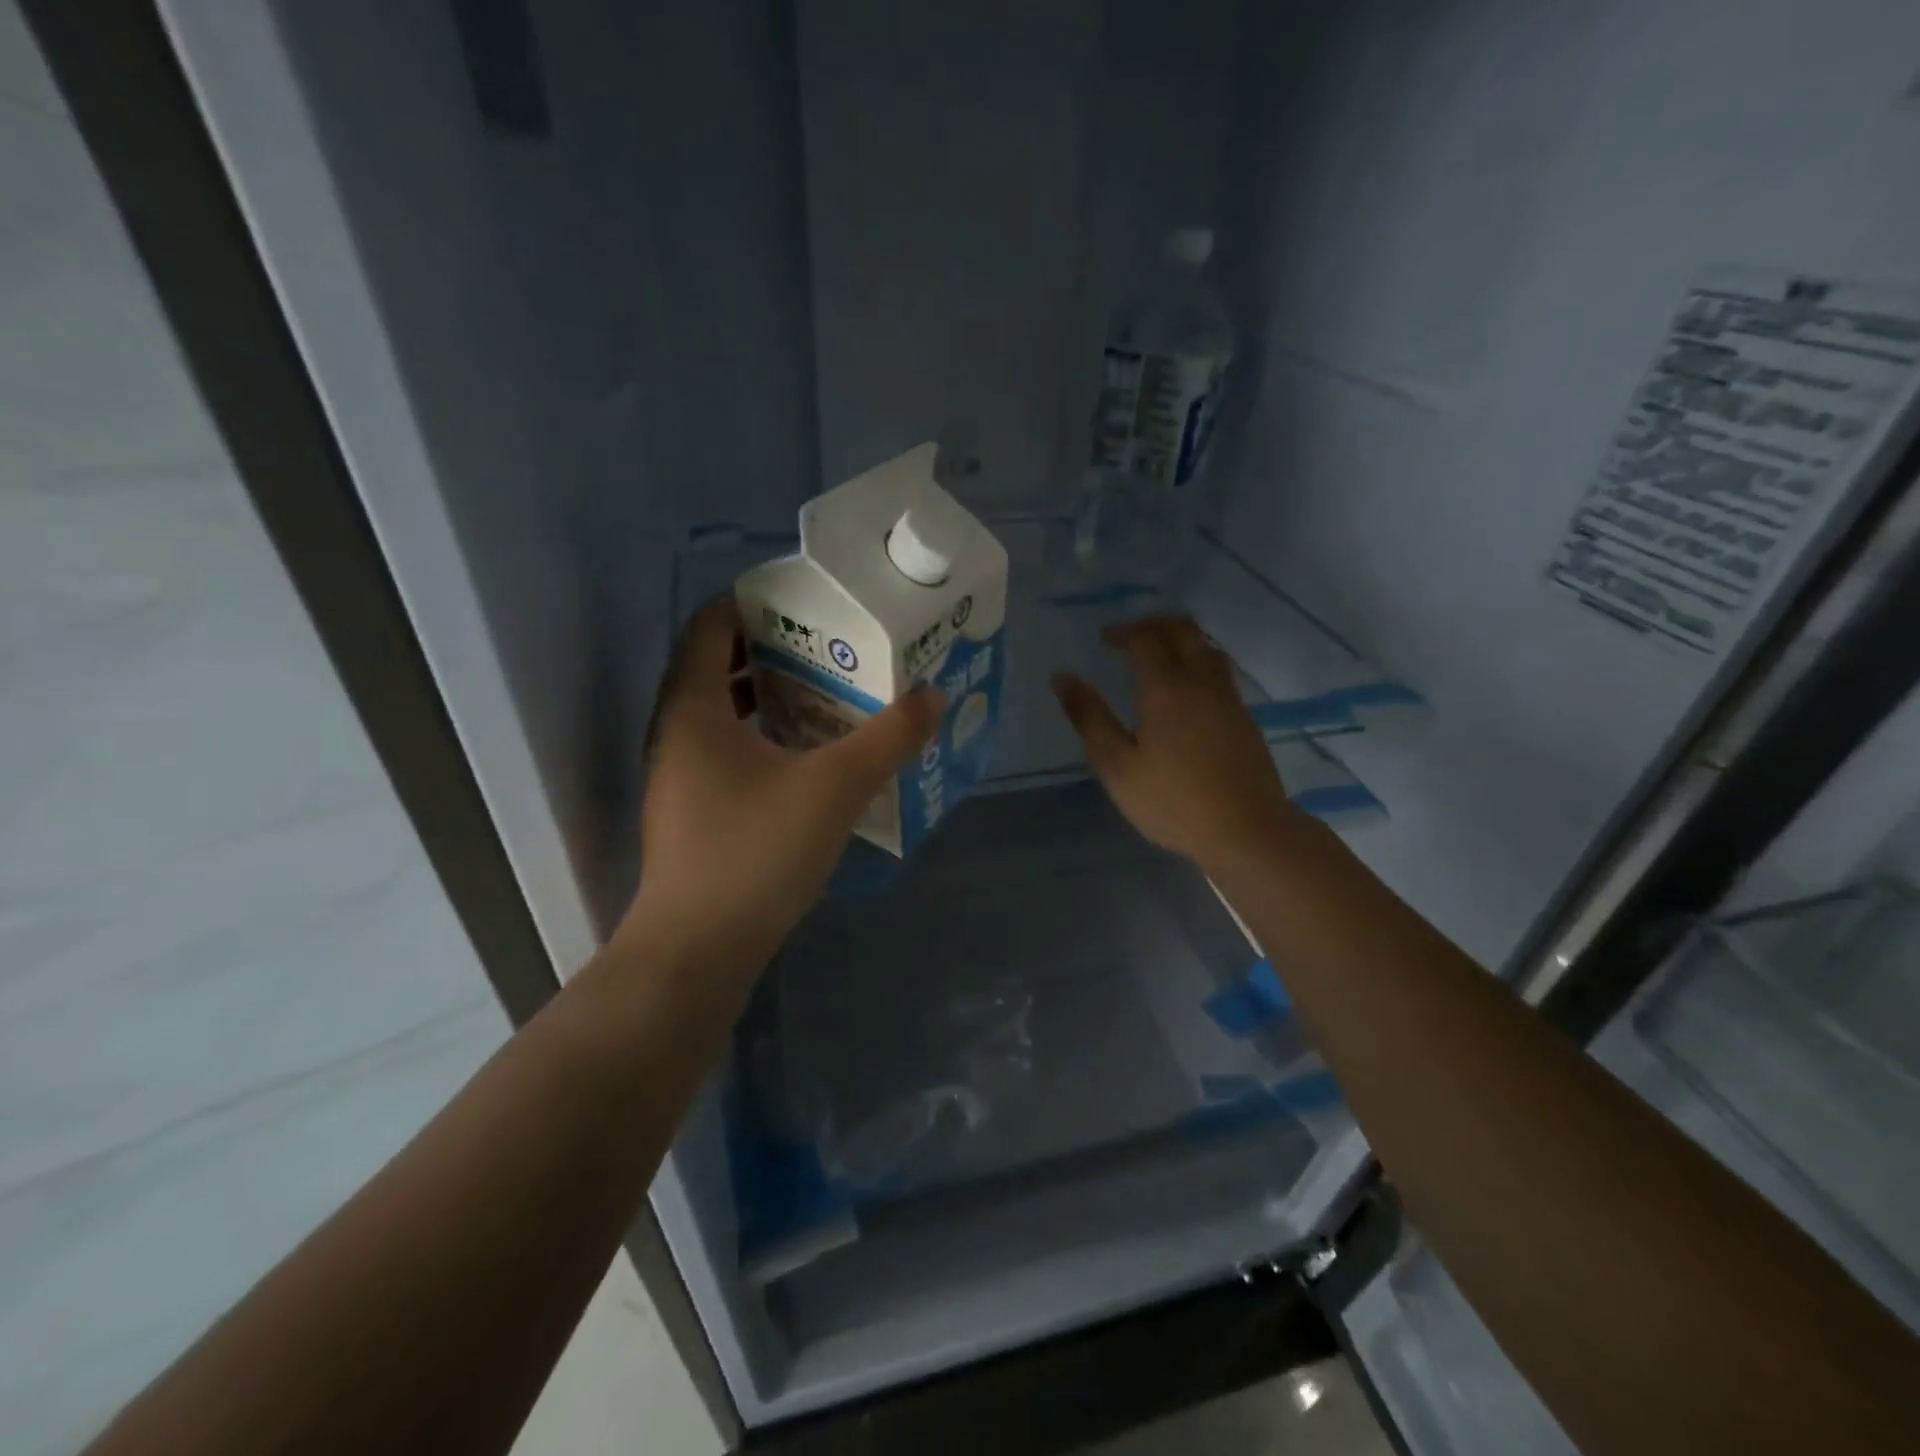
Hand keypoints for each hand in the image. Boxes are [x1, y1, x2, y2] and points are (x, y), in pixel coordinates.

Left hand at [623, 599, 942, 964]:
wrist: (697, 952)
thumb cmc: (755, 854)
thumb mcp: (833, 788)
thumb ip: (888, 738)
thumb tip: (932, 697)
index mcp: (694, 708)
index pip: (710, 624)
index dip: (754, 601)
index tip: (810, 600)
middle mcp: (677, 732)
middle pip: (720, 664)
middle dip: (776, 648)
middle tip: (835, 644)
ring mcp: (682, 775)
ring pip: (726, 712)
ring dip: (773, 695)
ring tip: (832, 691)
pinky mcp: (696, 811)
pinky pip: (731, 749)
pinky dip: (768, 736)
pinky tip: (813, 755)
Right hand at [1051, 616, 1296, 871]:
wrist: (1247, 829)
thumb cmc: (1172, 801)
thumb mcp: (1116, 766)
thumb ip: (1089, 718)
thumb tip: (1062, 677)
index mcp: (1165, 687)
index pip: (1144, 637)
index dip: (1121, 631)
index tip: (1103, 640)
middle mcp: (1199, 680)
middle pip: (1181, 629)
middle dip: (1152, 625)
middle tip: (1128, 639)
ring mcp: (1227, 696)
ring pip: (1205, 645)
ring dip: (1179, 639)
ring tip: (1156, 656)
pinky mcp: (1243, 715)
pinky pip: (1219, 668)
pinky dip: (1197, 660)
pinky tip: (1185, 688)